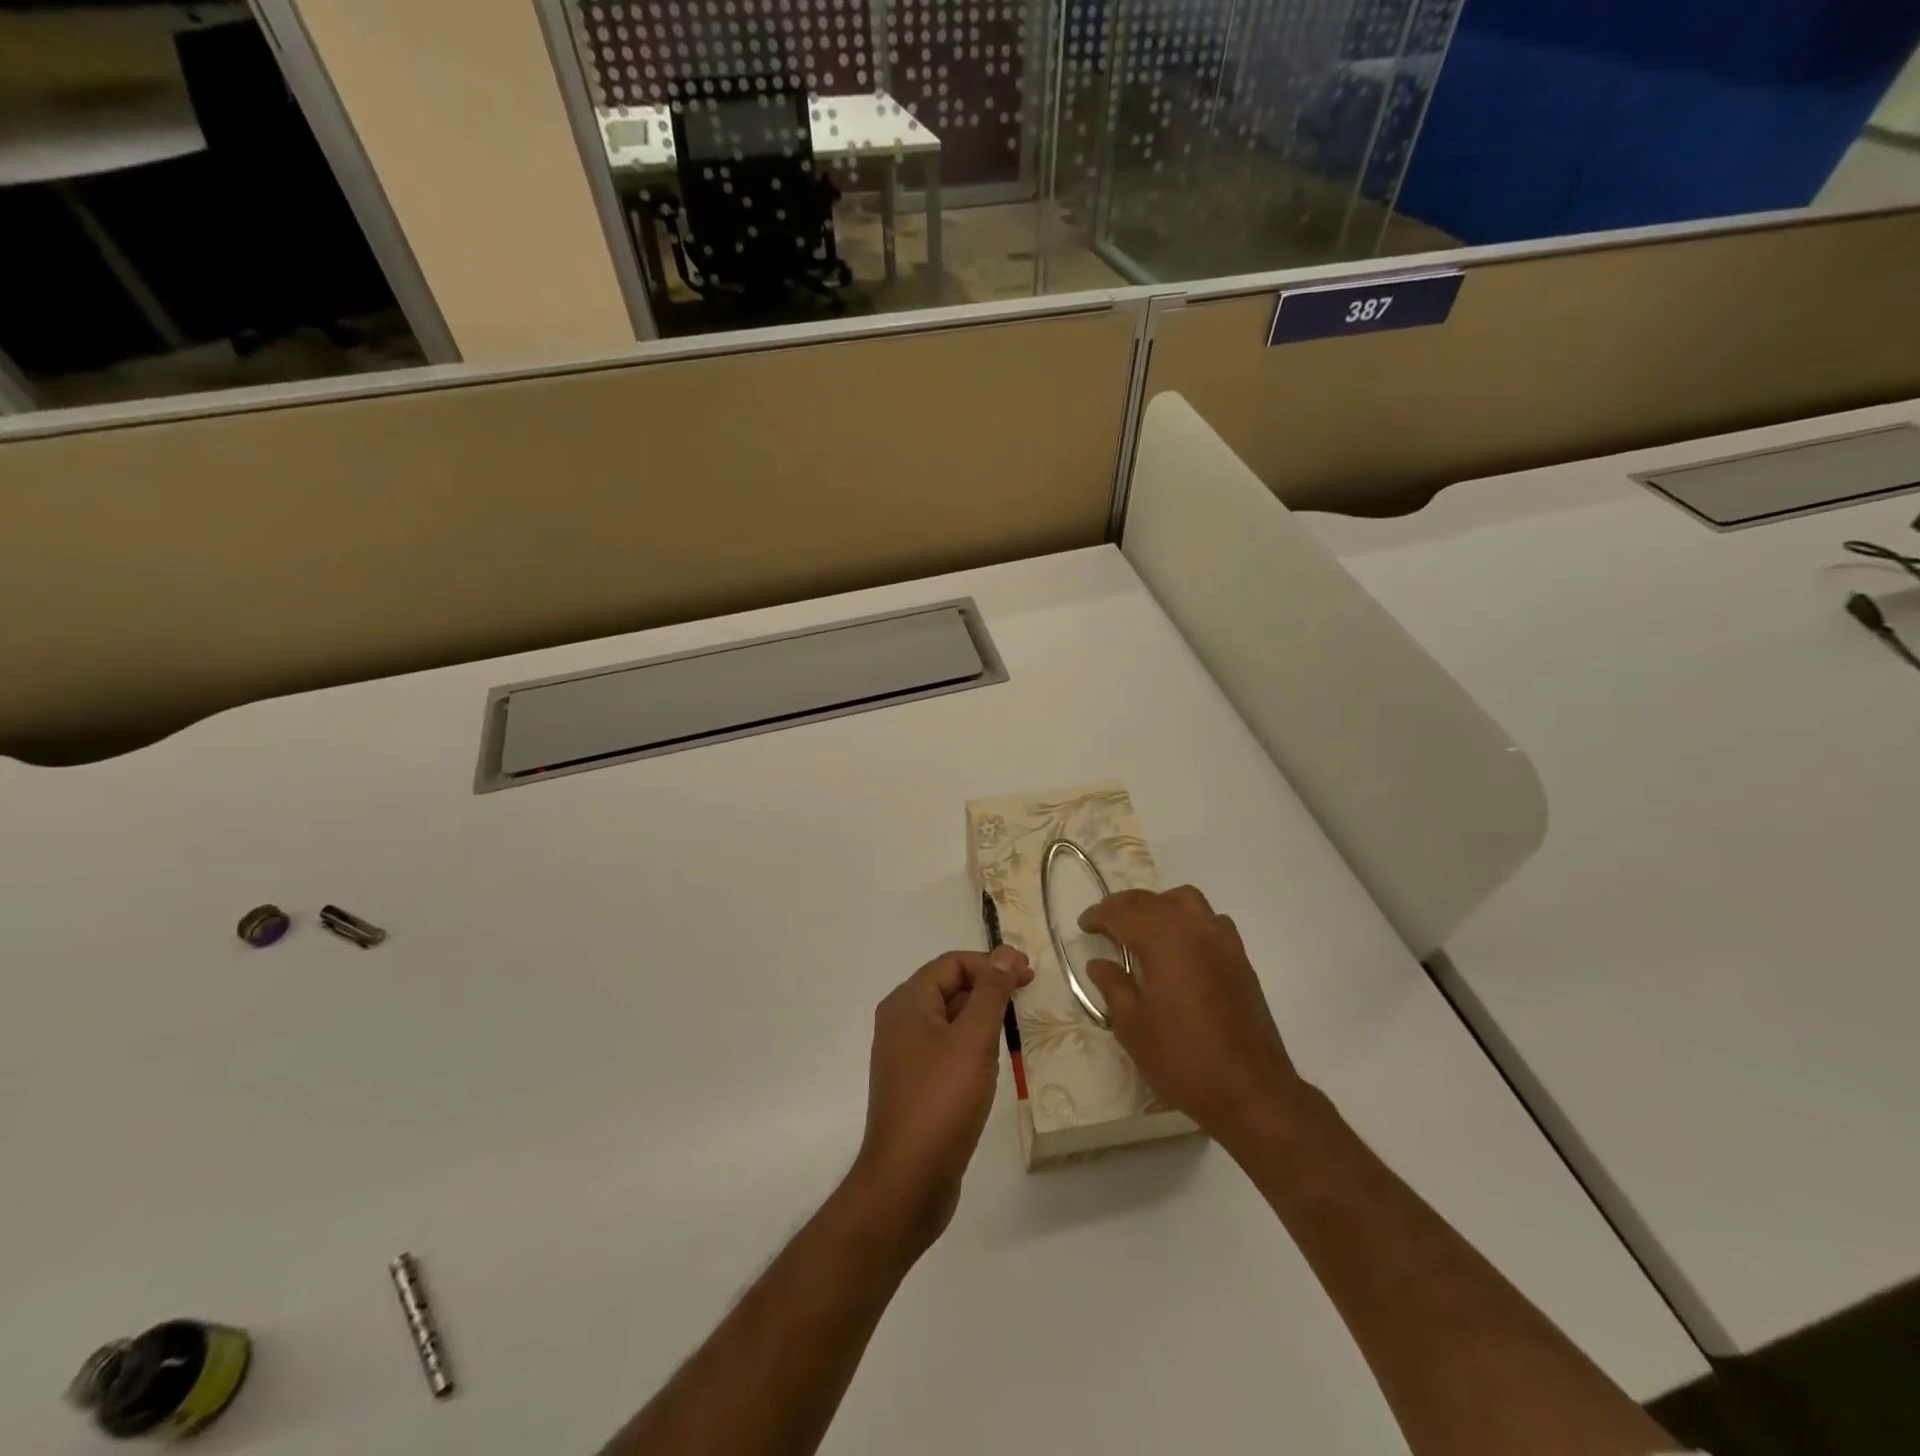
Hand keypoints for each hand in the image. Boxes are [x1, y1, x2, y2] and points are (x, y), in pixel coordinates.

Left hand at [852, 946, 1031, 1256]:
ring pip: (951, 1020)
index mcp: (908, 1003)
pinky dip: (973, 1045)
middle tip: (1029, 997)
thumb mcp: (973, 1039)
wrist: (907, 1181)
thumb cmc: (941, 1100)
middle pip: (950, 987)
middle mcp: (901, 1022)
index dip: (992, 963)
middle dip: (989, 988)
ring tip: (1019, 1028)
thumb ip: (991, 992)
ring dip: (984, 1017)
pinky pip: (948, 1049)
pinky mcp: (916, 1085)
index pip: (953, 963)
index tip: (1029, 975)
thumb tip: (1006, 953)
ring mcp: (906, 1056)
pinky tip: (996, 1061)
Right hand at [1079, 886, 1303, 1141]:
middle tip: (1105, 923)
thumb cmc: (1182, 1058)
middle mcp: (1194, 929)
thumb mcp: (1133, 1026)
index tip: (1084, 924)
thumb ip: (1113, 986)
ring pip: (1186, 901)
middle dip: (1124, 906)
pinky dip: (1188, 920)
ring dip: (1159, 905)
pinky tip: (1181, 946)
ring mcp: (1222, 941)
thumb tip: (1099, 962)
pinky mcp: (1240, 959)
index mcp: (1164, 940)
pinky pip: (1210, 920)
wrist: (1250, 1090)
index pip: (1123, 913)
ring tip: (1143, 928)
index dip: (1100, 915)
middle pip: (1152, 900)